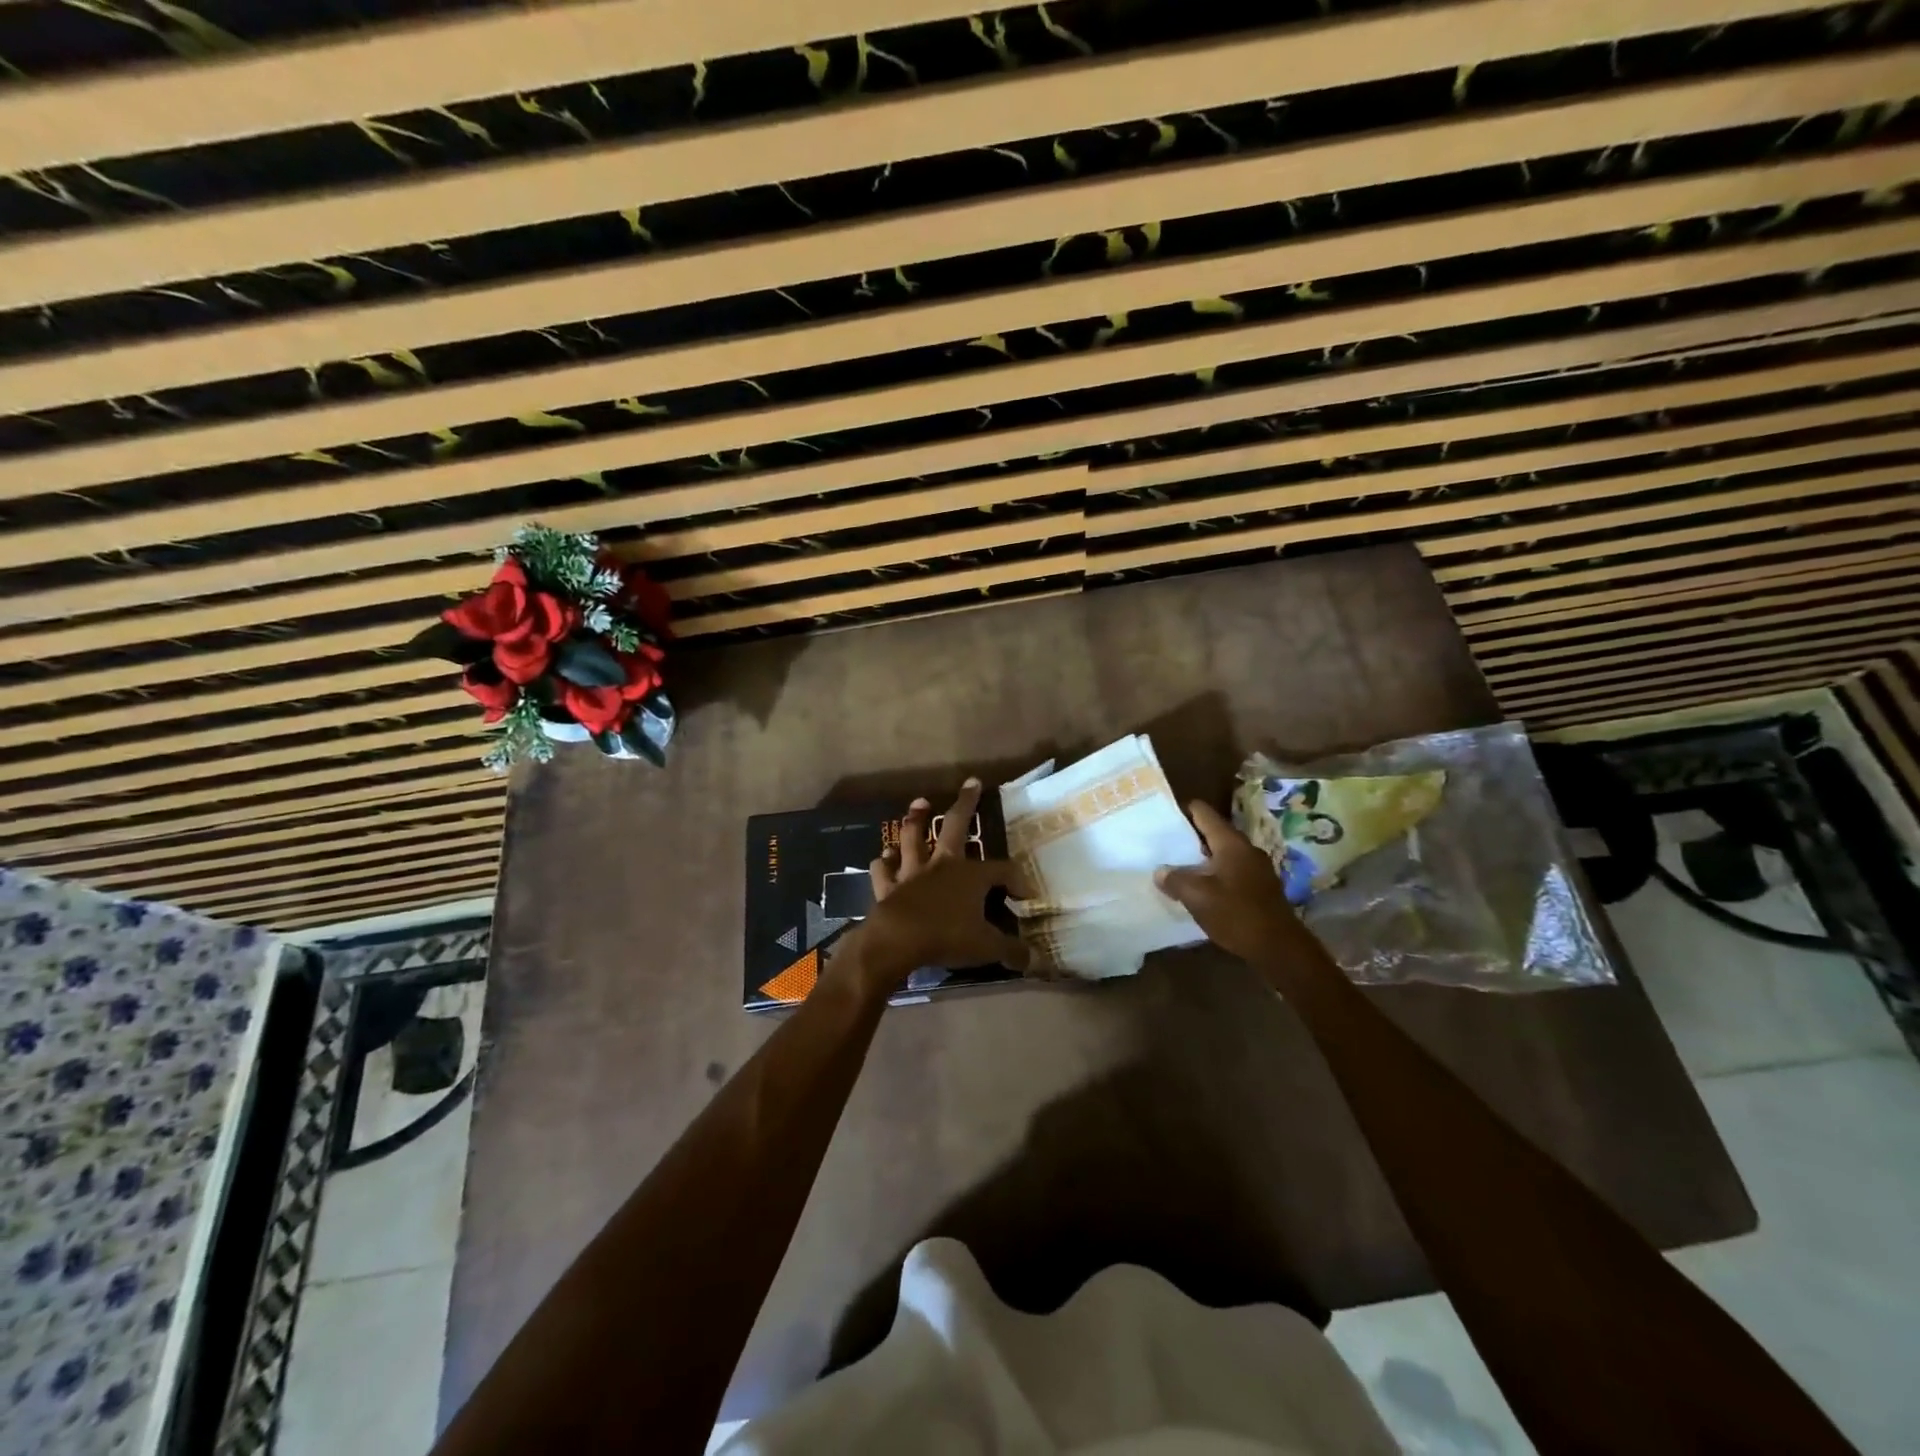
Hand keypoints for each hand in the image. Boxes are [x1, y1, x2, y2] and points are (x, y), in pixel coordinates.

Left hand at [846, 779, 1029, 991]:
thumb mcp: (987, 947)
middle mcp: (942, 864)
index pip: (1002, 870)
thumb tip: (1037, 960)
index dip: (1016, 881)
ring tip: (918, 804)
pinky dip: (883, 863)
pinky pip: (883, 870)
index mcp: (971, 875)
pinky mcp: (888, 886)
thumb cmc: (947, 937)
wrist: (897, 940)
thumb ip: (1012, 951)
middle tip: (971, 783)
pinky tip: (883, 858)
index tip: (1025, 895)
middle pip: (955, 826)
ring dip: (915, 820)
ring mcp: (912, 872)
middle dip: (966, 803)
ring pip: (913, 838)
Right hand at [1155, 800, 1309, 964]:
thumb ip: (1175, 879)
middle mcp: (1245, 849)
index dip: (1183, 810)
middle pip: (1212, 832)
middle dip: (1188, 837)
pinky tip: (1199, 889)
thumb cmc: (1237, 914)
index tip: (1162, 816)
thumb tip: (1160, 871)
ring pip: (1221, 854)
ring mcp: (1256, 868)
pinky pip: (1230, 871)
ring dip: (1200, 859)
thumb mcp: (1197, 896)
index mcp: (1230, 843)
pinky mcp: (1259, 887)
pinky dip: (1213, 874)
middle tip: (1163, 844)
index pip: (1204, 812)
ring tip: (1176, 867)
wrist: (1280, 948)